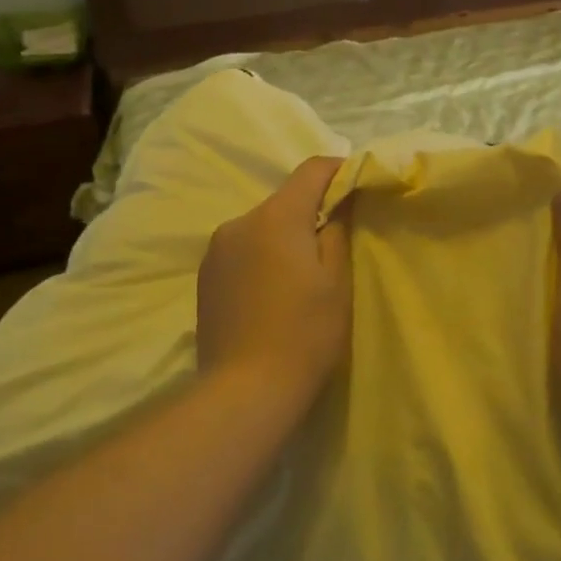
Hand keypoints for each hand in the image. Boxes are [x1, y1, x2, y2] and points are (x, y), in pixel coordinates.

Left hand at [197, 156, 351, 408]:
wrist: (245, 390)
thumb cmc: (305, 333)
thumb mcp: (337, 282)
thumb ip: (338, 231)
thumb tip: (338, 203)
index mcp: (276, 217)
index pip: (311, 170)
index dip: (338, 170)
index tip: (357, 183)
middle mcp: (239, 222)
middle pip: (283, 200)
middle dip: (310, 211)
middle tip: (334, 241)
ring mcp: (216, 250)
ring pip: (260, 227)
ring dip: (283, 237)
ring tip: (300, 275)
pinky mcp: (204, 277)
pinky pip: (241, 251)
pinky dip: (261, 257)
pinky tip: (271, 293)